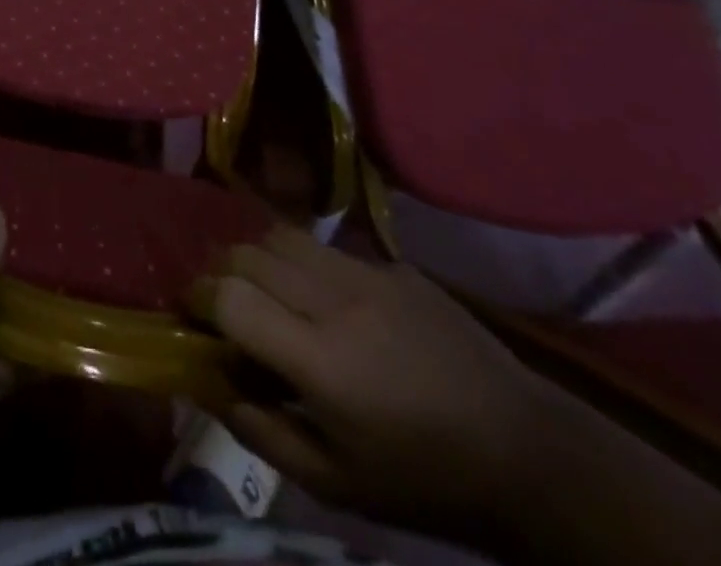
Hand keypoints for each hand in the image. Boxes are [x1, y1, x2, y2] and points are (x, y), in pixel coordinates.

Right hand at [193, 226, 559, 543]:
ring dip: (259, 256)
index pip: (231, 296)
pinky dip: (307, 264)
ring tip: (266, 289)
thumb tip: (208, 384)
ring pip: (284, 235)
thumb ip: (261, 433)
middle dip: (221, 271)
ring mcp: (370, 275)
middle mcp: (338, 302)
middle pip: (249, 253)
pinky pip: (329, 248)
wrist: (529, 456)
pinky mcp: (396, 266)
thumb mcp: (337, 485)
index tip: (191, 312)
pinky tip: (327, 301)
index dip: (199, 297)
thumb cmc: (425, 482)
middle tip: (223, 302)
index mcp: (321, 361)